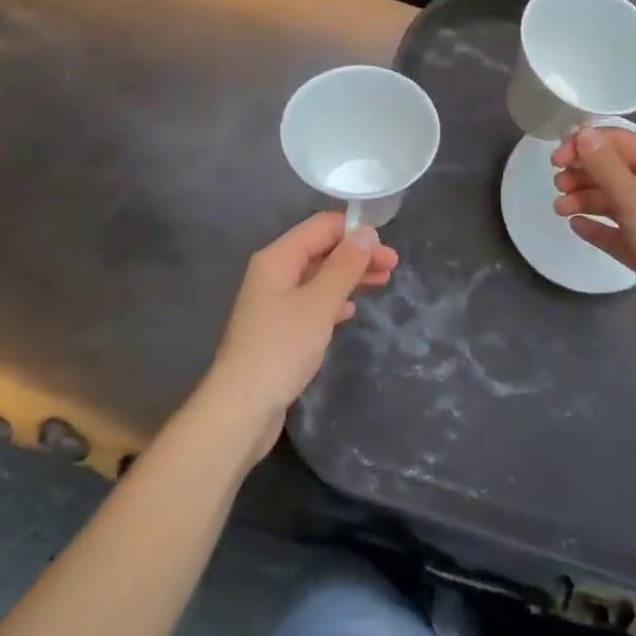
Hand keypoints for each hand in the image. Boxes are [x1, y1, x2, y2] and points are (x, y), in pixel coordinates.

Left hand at [196, 212, 398, 463]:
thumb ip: (345, 266)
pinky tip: (351, 309)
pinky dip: (334, 300)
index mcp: (277, 258)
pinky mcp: (279, 330)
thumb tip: (366, 232)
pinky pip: (312, 302)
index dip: (354, 230)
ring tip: (383, 282)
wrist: (242, 409)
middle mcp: (273, 274)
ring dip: (350, 276)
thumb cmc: (281, 349)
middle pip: (320, 250)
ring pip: (318, 277)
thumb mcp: (319, 303)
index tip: (387, 244)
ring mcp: (274, 303)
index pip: (320, 227)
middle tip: (393, 265)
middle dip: (356, 254)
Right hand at [552, 126, 635, 347]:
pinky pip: (617, 231)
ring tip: (559, 210)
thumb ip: (606, 166)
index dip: (586, 145)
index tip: (556, 160)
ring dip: (585, 200)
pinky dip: (597, 226)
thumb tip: (584, 132)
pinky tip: (576, 227)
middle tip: (557, 186)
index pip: (620, 142)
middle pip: (615, 170)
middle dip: (584, 174)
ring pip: (614, 201)